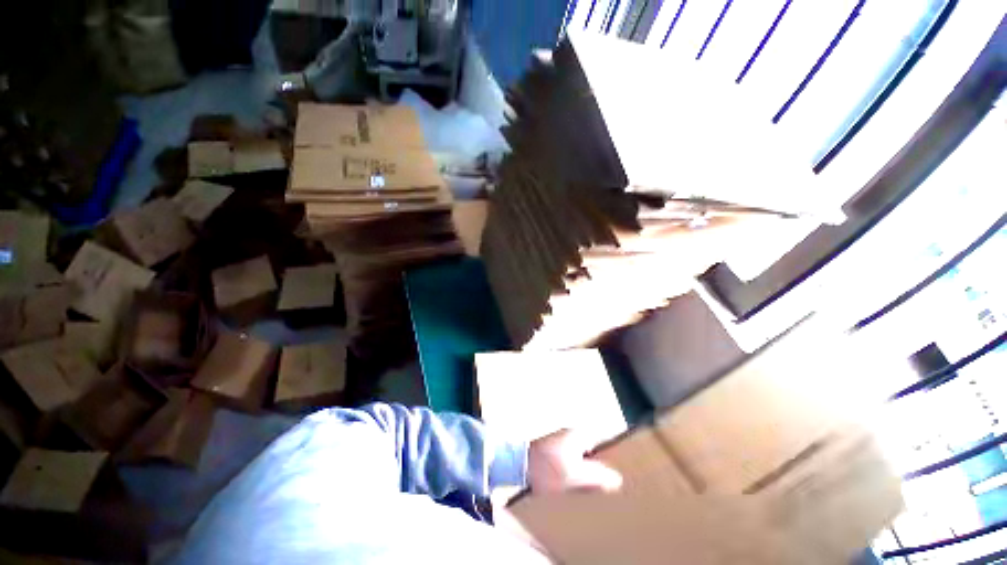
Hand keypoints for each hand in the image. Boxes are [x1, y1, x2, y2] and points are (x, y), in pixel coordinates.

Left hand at [527, 429, 622, 494]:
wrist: (520, 466)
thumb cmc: (547, 468)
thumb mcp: (574, 476)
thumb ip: (597, 477)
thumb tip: (616, 479)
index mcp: (580, 433)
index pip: (607, 436)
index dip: (619, 448)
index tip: (630, 462)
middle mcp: (574, 433)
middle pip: (598, 445)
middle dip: (608, 461)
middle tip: (618, 478)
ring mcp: (565, 440)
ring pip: (588, 453)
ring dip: (595, 466)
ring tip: (604, 484)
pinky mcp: (558, 450)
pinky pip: (578, 458)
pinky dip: (583, 468)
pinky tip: (585, 483)